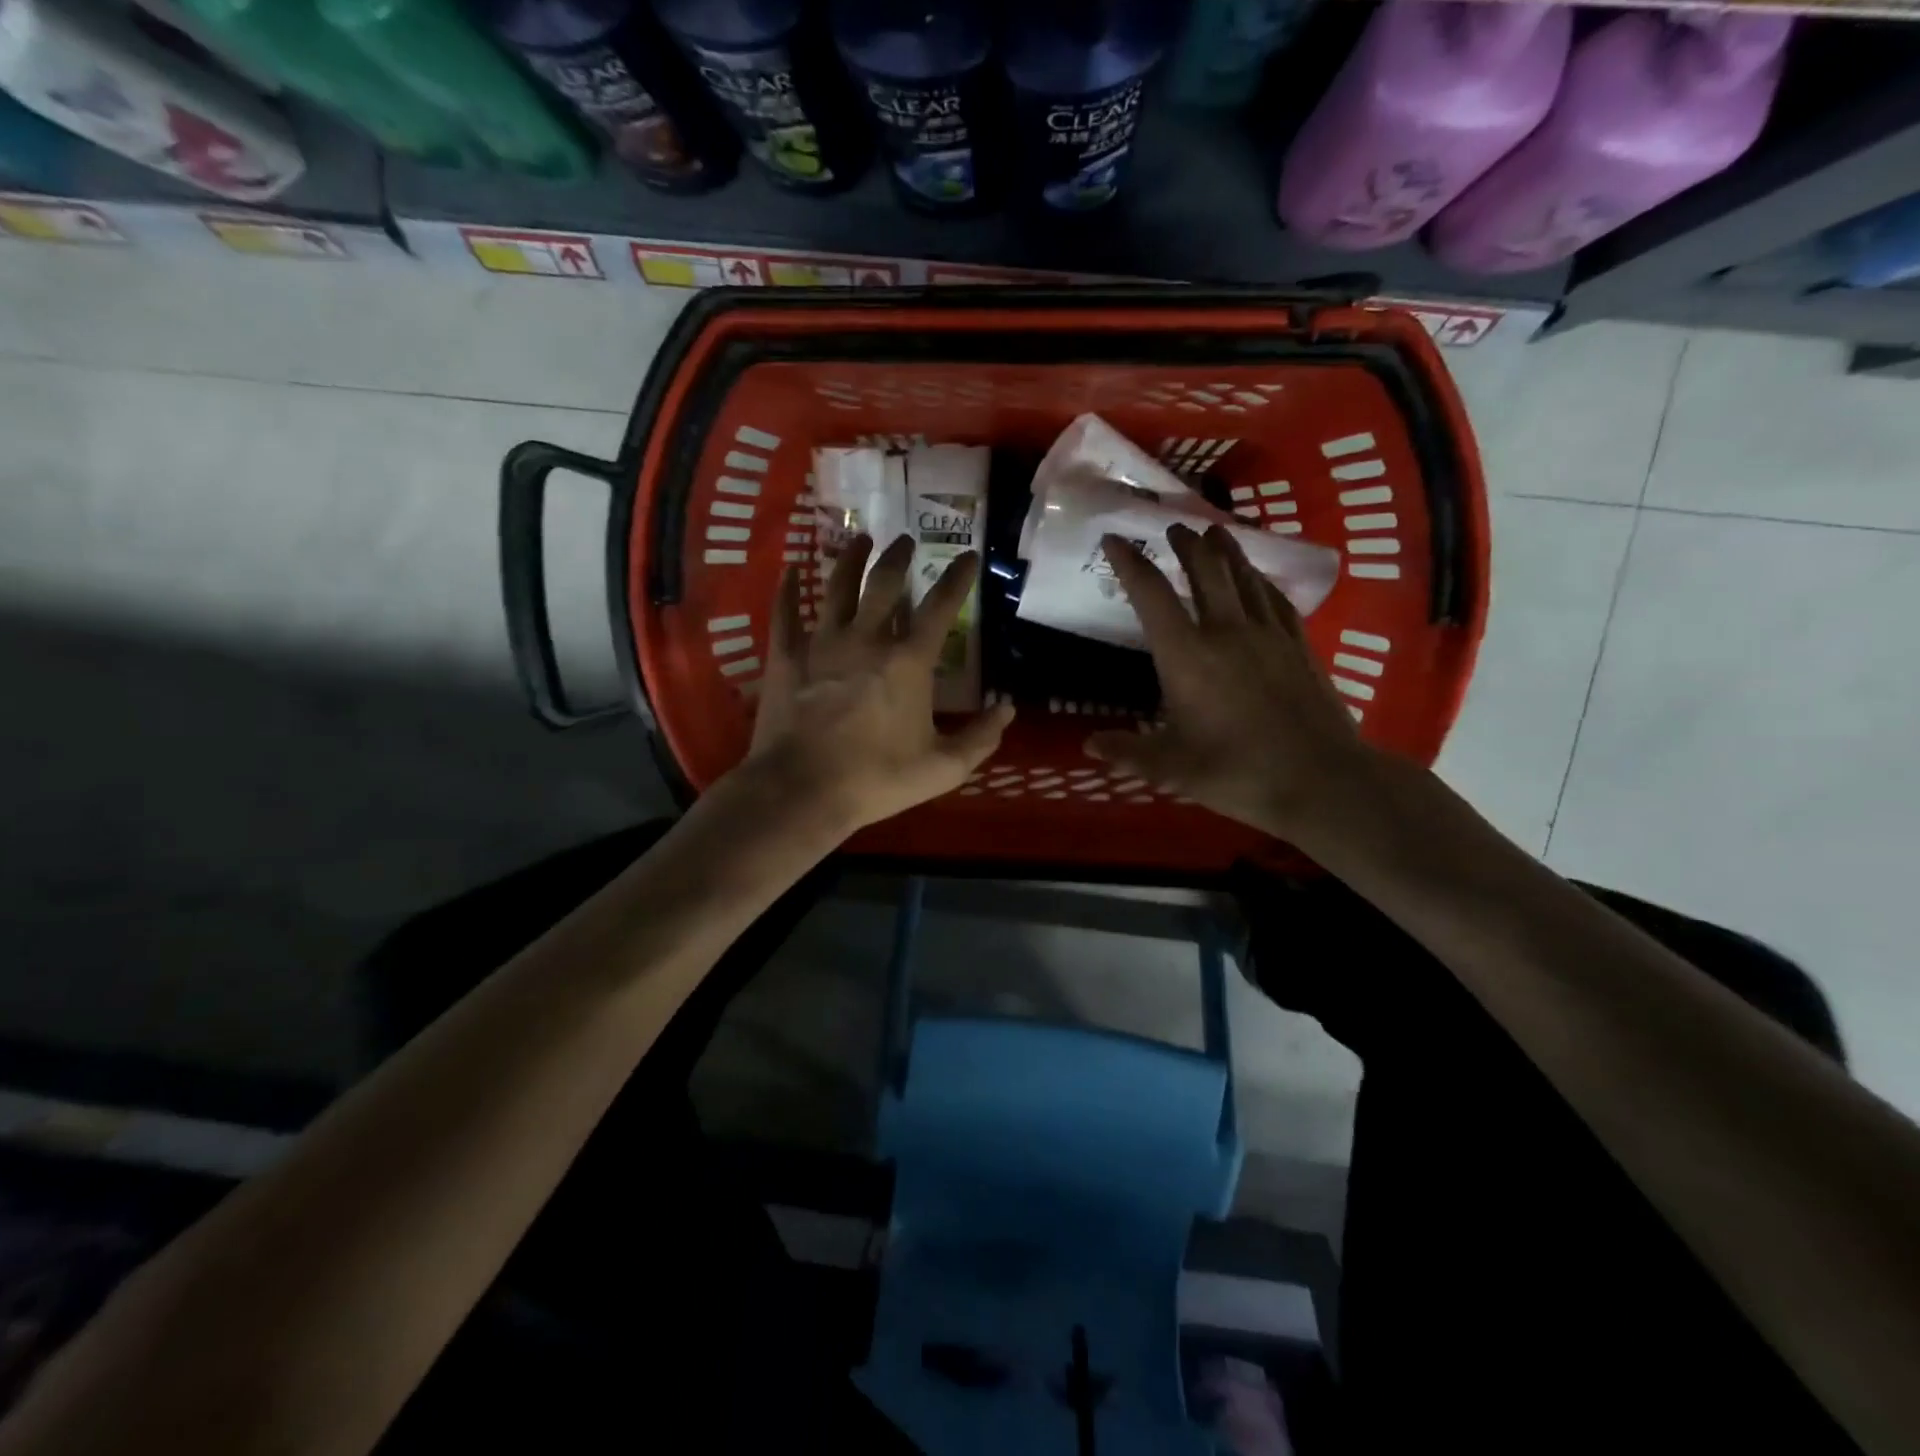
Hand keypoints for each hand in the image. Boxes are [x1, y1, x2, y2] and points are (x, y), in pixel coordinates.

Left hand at [744, 533, 1015, 838]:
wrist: (802, 791)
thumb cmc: (876, 779)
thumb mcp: (942, 768)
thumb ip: (980, 738)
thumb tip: (1008, 710)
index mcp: (908, 662)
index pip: (940, 607)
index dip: (957, 578)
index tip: (968, 555)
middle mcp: (866, 639)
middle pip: (884, 584)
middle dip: (898, 557)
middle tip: (905, 539)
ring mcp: (821, 643)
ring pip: (837, 587)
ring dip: (851, 560)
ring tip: (860, 539)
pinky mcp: (786, 657)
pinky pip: (786, 612)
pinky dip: (787, 588)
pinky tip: (789, 568)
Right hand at [1086, 523, 1380, 847]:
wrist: (1320, 779)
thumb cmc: (1236, 772)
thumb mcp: (1170, 768)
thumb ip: (1128, 752)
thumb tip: (1090, 744)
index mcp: (1186, 656)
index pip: (1151, 596)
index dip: (1130, 563)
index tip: (1115, 540)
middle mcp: (1226, 632)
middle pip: (1205, 572)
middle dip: (1186, 544)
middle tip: (1174, 525)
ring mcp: (1268, 635)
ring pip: (1244, 577)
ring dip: (1226, 550)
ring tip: (1215, 531)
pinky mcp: (1299, 646)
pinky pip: (1276, 600)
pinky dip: (1262, 581)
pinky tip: (1259, 578)